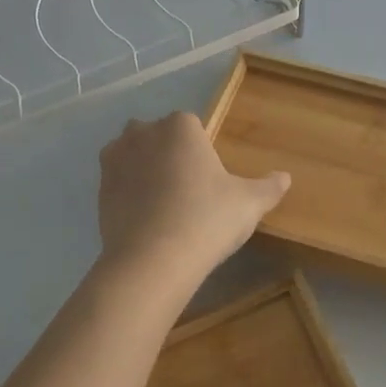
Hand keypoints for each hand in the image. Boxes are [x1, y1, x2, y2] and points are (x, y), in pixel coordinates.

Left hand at [96, 112, 290, 282]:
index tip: (210, 180)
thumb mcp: (249, 204)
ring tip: (164, 205)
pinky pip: (118, 182)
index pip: (192, 126)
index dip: (201, 151)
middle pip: (158, 135)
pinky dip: (129, 194)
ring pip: (133, 155)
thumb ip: (269, 187)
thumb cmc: (207, 219)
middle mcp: (143, 132)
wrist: (152, 260)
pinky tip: (145, 220)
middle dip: (169, 154)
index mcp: (180, 126)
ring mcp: (116, 159)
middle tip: (188, 191)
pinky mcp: (99, 188)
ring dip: (144, 170)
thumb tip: (285, 177)